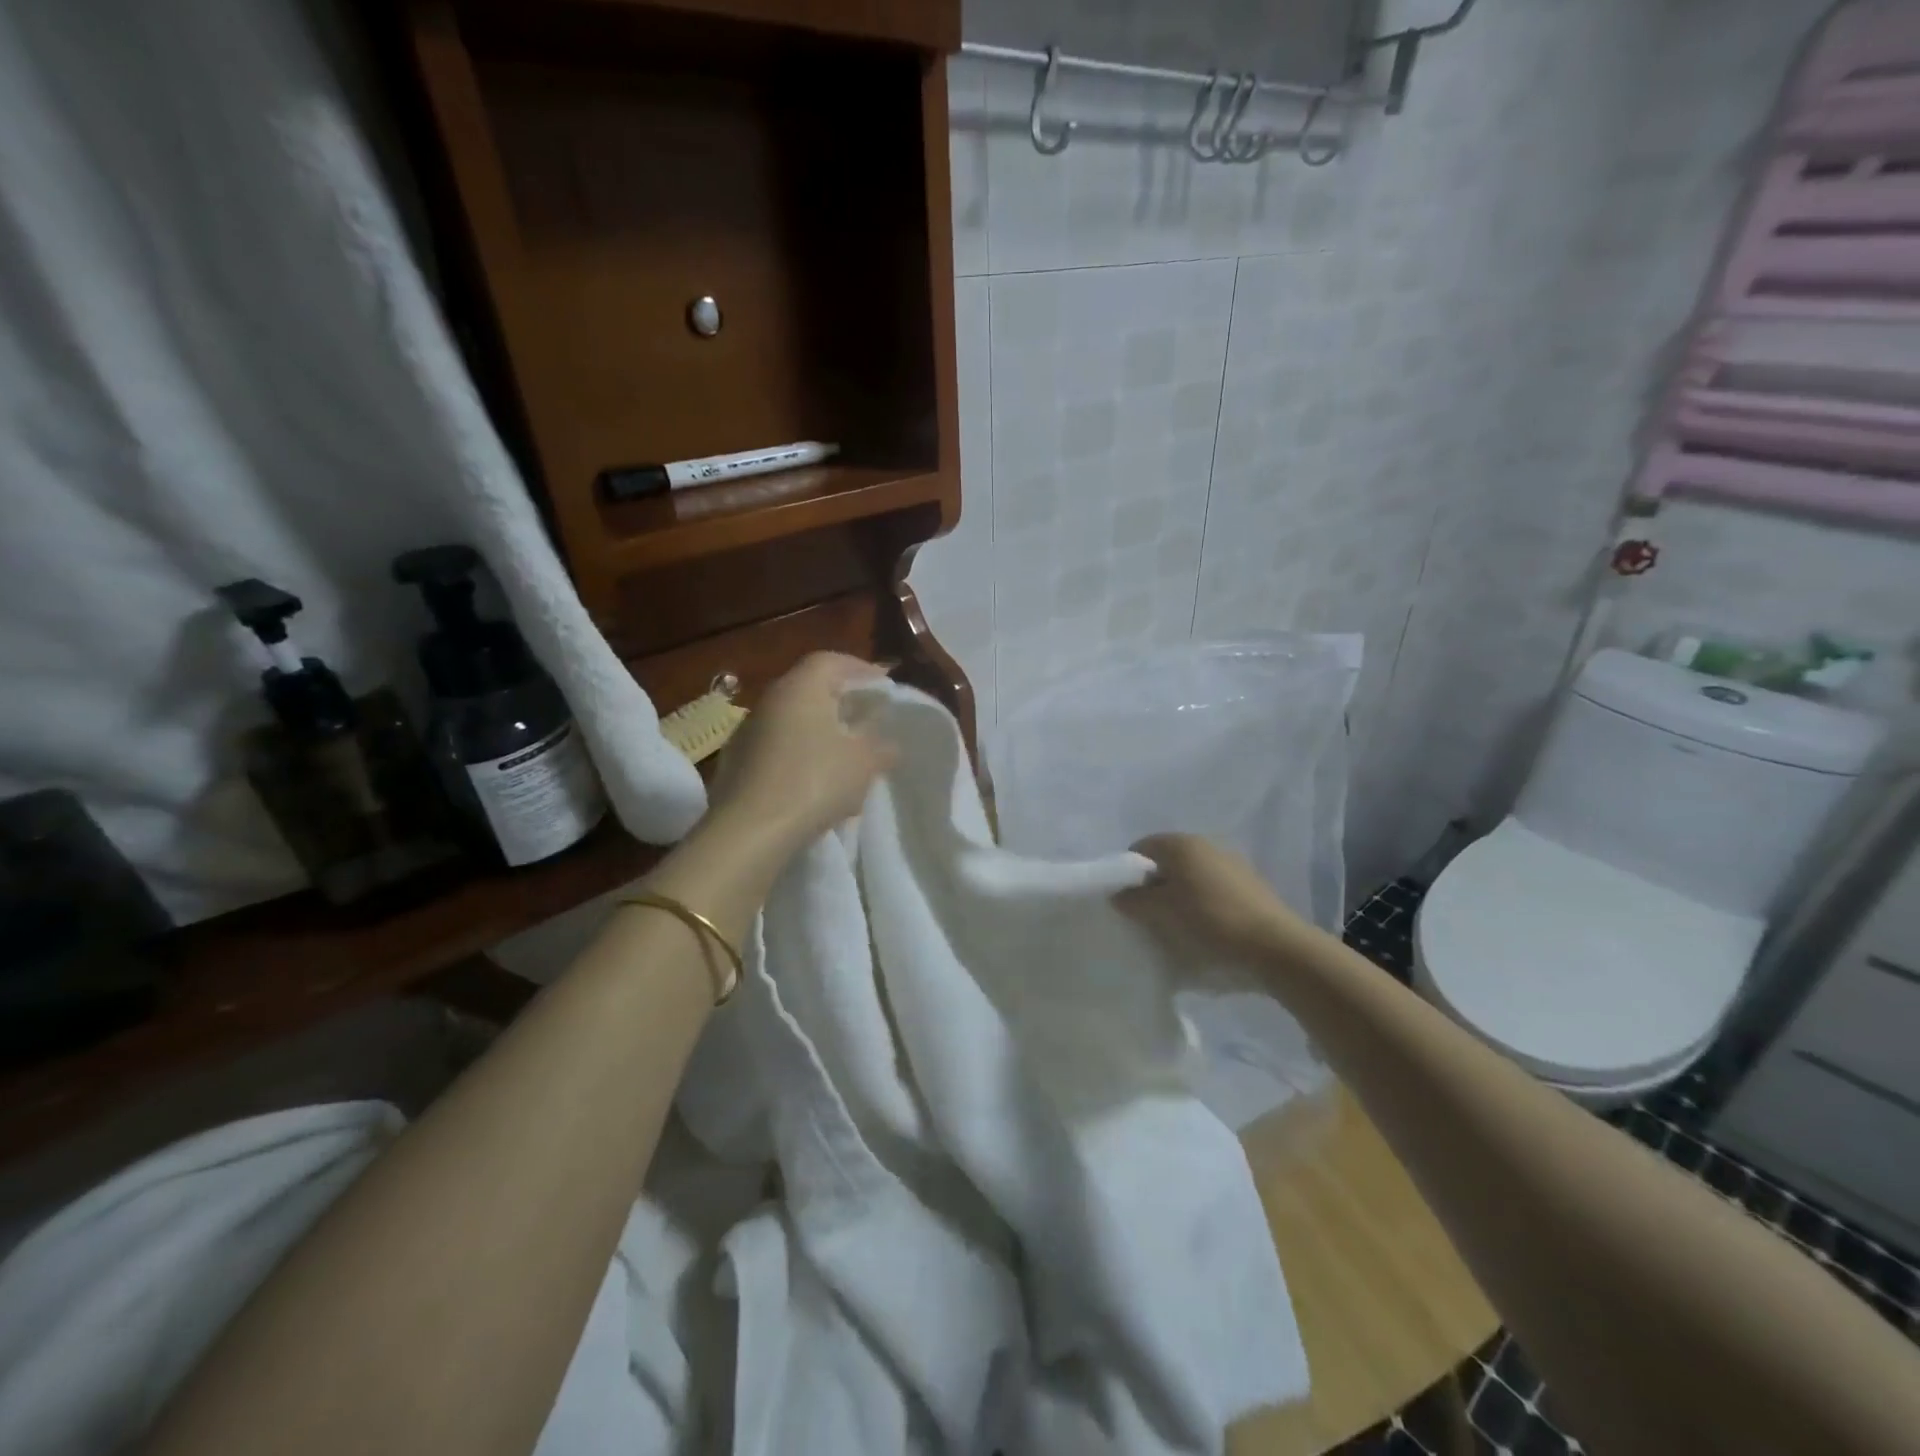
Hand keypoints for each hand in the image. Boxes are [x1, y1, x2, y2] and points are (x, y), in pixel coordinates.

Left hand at [704, 653, 897, 856]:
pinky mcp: (736, 764)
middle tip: (867, 719)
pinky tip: (815, 782)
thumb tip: (891, 744)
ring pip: (792, 721)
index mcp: (800, 687)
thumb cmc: (814, 782)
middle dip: (841, 701)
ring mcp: (747, 732)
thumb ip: (881, 748)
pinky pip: (777, 749)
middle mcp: (769, 700)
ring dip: (820, 731)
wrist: (749, 831)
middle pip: (809, 689)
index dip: (861, 670)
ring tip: (845, 754)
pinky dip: (800, 755)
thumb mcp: (863, 764)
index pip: (831, 661)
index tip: (884, 688)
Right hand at [1114, 833, 1305, 965]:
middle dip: (1154, 887)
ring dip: (1180, 898)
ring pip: (1191, 878)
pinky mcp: (1250, 887)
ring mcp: (1232, 864)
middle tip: (1149, 918)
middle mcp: (1206, 844)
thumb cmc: (1209, 922)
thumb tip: (1120, 895)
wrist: (1275, 948)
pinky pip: (1213, 891)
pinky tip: (1206, 932)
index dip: (1128, 874)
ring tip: (1178, 929)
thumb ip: (1133, 900)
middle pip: (1167, 863)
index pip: (1140, 848)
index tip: (1128, 904)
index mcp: (1181, 843)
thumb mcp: (1160, 913)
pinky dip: (1203, 906)